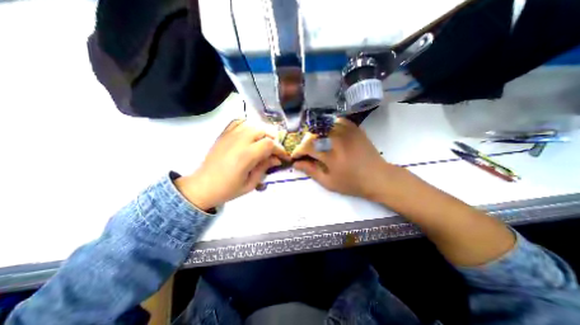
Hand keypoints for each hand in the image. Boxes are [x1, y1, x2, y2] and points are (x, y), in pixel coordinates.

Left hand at [173, 119, 287, 210]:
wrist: (203, 186)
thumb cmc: (228, 189)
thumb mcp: (251, 183)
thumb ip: (265, 168)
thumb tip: (277, 159)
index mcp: (246, 155)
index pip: (269, 144)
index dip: (279, 149)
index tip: (283, 156)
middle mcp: (239, 141)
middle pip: (262, 130)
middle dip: (272, 139)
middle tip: (274, 150)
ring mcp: (230, 136)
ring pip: (252, 124)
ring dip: (262, 132)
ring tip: (264, 142)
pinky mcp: (223, 135)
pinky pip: (238, 122)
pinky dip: (248, 125)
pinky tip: (250, 134)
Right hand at [293, 118, 401, 201]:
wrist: (377, 177)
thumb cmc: (352, 183)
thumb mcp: (328, 182)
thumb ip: (311, 171)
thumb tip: (296, 164)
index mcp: (330, 154)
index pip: (306, 147)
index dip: (297, 151)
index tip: (295, 157)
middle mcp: (337, 139)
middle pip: (313, 134)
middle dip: (305, 143)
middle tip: (305, 153)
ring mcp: (347, 131)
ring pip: (323, 126)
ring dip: (315, 135)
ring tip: (316, 144)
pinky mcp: (354, 128)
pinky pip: (336, 121)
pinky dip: (328, 126)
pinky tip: (328, 134)